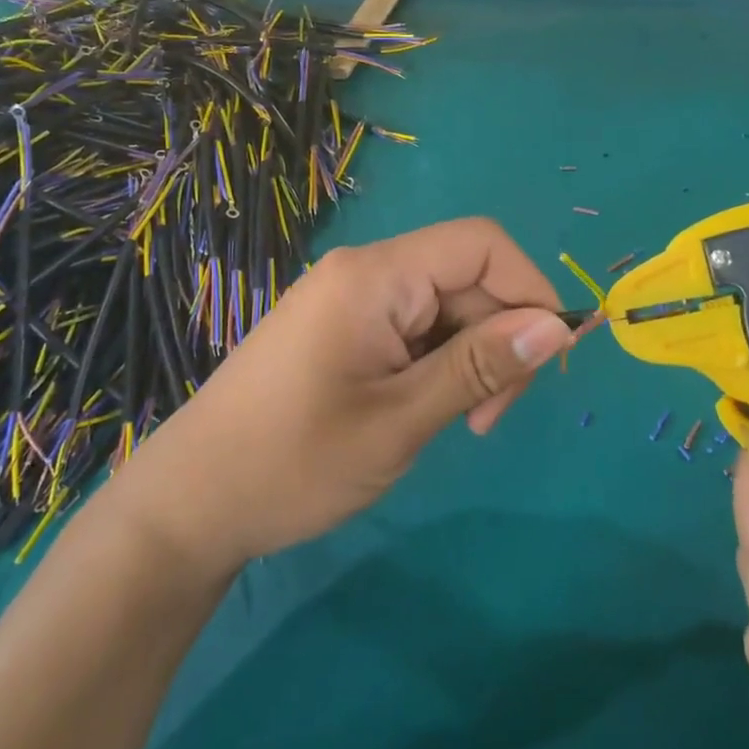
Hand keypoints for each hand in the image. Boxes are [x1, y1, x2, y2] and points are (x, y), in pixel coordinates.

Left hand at [118, 219, 570, 573]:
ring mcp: (350, 298)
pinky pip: (413, 325)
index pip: (482, 244)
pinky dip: (437, 362)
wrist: (189, 504)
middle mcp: (365, 271)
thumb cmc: (293, 462)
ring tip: (458, 423)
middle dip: (498, 338)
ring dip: (469, 357)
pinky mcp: (342, 326)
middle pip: (466, 277)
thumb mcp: (401, 420)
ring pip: (444, 305)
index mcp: (376, 276)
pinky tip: (424, 409)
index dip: (529, 289)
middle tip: (489, 419)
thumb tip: (558, 326)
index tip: (544, 360)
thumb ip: (481, 367)